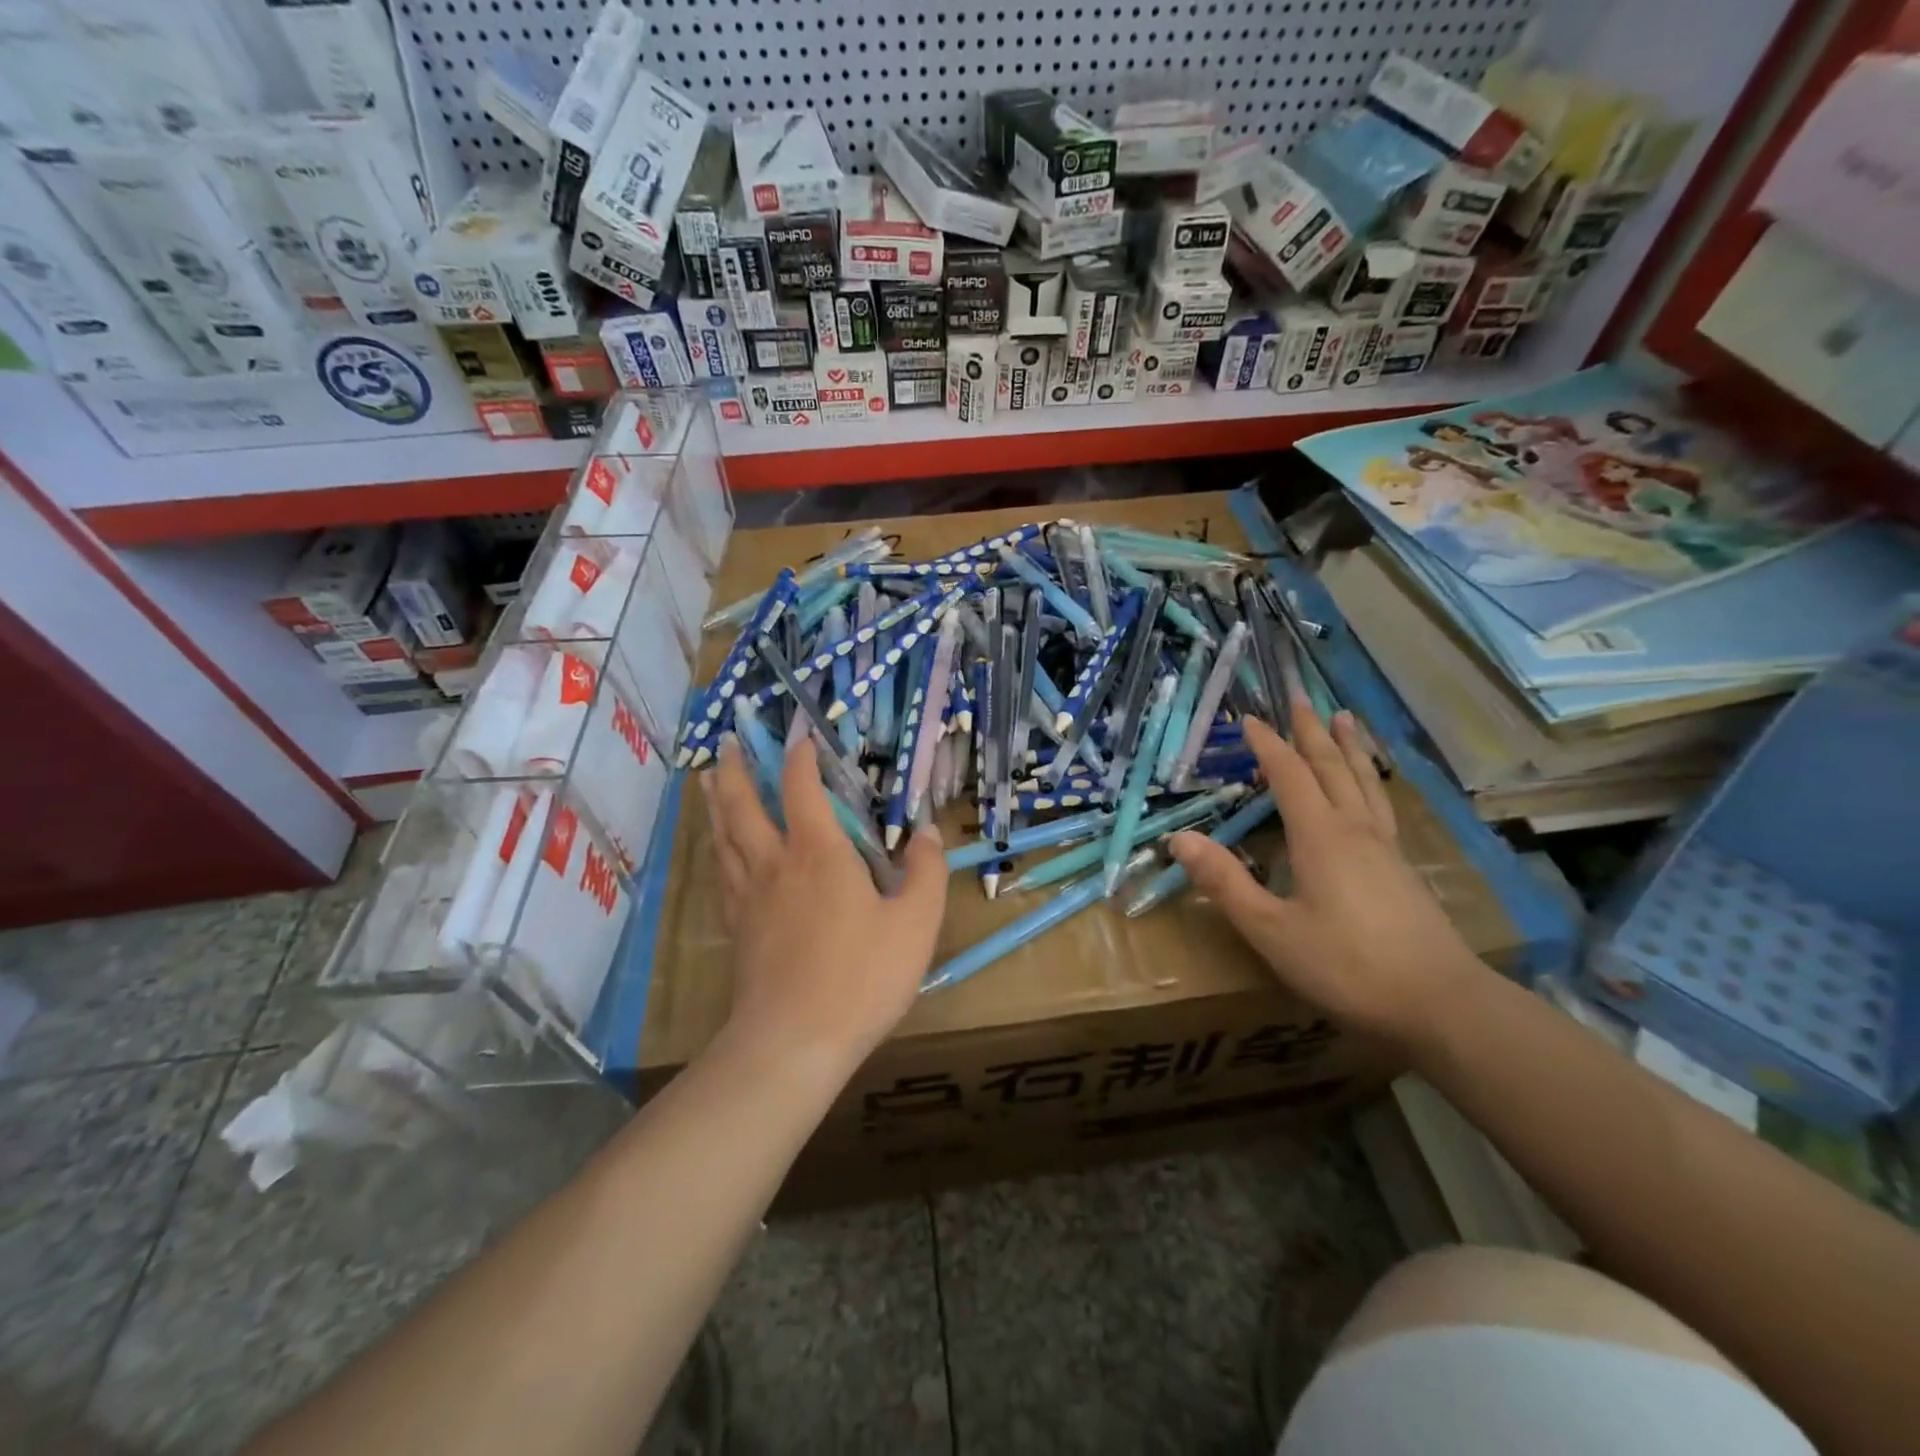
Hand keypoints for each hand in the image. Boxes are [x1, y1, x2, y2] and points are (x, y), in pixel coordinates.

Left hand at [703, 735, 946, 1071]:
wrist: (794, 1042)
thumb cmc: (862, 977)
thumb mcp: (915, 923)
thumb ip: (925, 871)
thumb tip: (928, 831)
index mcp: (818, 853)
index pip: (803, 788)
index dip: (800, 757)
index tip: (801, 736)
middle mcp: (775, 863)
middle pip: (744, 804)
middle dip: (737, 768)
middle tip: (728, 741)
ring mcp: (748, 896)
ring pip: (723, 834)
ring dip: (717, 800)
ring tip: (709, 779)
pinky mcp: (736, 926)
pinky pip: (721, 870)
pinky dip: (717, 845)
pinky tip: (720, 848)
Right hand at [1169, 698, 1483, 1050]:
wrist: (1441, 1004)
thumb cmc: (1346, 966)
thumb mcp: (1271, 930)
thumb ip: (1225, 883)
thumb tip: (1179, 839)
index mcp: (1320, 837)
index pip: (1289, 776)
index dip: (1268, 745)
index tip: (1250, 719)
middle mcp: (1355, 830)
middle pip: (1332, 767)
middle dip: (1312, 732)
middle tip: (1301, 698)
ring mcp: (1386, 847)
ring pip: (1364, 782)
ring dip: (1349, 747)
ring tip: (1345, 718)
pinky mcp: (1404, 868)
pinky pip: (1381, 804)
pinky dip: (1369, 779)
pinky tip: (1371, 788)